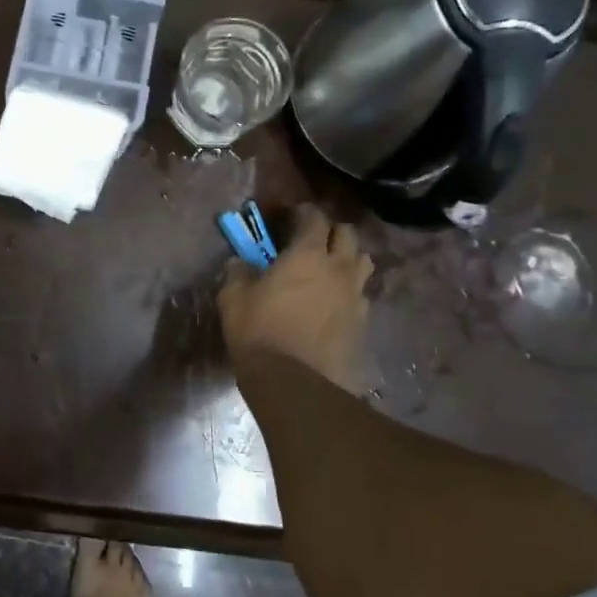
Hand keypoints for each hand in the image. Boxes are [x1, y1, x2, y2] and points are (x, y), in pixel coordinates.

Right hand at [218, 205, 372, 391]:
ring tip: (331, 269)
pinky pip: (361, 296)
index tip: (293, 215)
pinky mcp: (363, 324)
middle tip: (313, 240)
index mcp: (307, 255)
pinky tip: (334, 304)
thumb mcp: (233, 300)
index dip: (304, 213)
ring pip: (363, 263)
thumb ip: (238, 274)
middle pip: (348, 235)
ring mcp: (356, 296)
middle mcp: (338, 269)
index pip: (315, 219)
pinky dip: (350, 292)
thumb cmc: (259, 333)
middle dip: (331, 231)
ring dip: (348, 259)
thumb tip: (239, 263)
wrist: (296, 383)